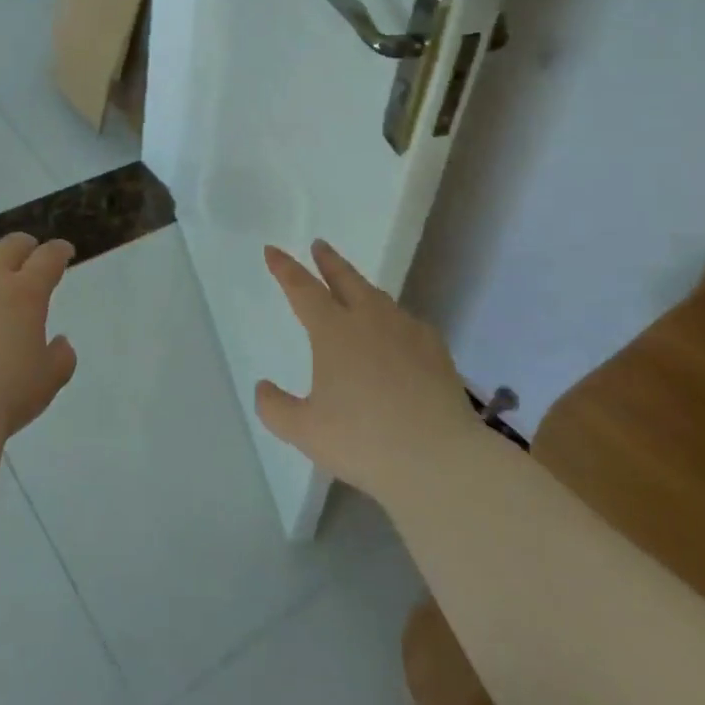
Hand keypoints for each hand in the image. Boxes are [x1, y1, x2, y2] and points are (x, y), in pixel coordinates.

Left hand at [0, 233, 78, 438]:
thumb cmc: (6, 394)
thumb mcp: (48, 381)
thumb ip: (61, 358)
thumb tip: (60, 342)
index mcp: (27, 293)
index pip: (49, 258)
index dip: (59, 251)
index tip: (64, 251)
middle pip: (10, 245)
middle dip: (23, 246)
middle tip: (27, 253)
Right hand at [255, 240, 477, 501]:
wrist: (441, 460)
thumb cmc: (365, 441)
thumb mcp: (305, 431)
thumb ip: (275, 408)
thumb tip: (263, 387)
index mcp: (334, 331)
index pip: (302, 289)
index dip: (285, 268)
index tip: (272, 250)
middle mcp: (369, 320)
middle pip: (345, 279)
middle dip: (328, 261)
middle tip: (319, 245)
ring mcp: (407, 332)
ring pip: (378, 298)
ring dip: (360, 286)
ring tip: (354, 288)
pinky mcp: (436, 351)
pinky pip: (406, 323)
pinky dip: (392, 319)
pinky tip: (395, 334)